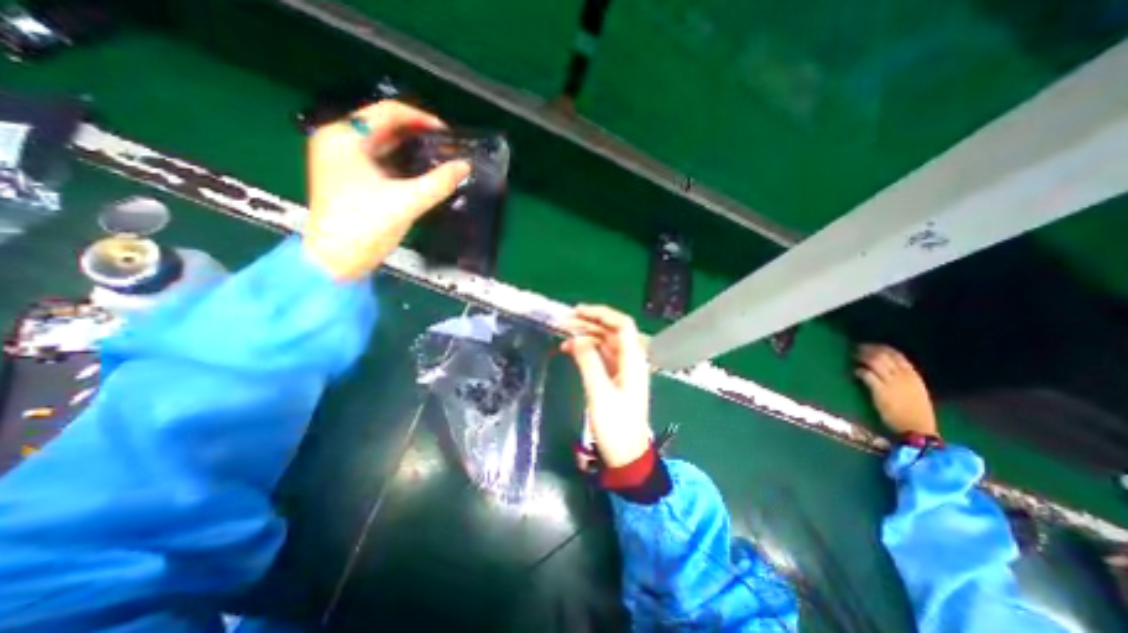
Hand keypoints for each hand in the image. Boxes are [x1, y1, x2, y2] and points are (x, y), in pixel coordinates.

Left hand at [301, 102, 468, 279]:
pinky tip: (422, 173)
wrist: (336, 260)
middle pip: (385, 126)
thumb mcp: (406, 202)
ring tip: (440, 159)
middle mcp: (339, 142)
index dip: (421, 119)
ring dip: (412, 150)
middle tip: (447, 147)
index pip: (388, 112)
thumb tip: (464, 167)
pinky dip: (402, 164)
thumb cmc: (364, 226)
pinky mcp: (349, 179)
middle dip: (418, 135)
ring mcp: (342, 161)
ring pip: (384, 144)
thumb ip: (439, 182)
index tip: (447, 133)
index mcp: (344, 138)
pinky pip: (381, 162)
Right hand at [562, 303, 651, 466]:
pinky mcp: (614, 378)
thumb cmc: (616, 426)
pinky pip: (600, 356)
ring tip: (563, 332)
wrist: (626, 455)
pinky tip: (570, 349)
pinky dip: (586, 349)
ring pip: (605, 342)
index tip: (579, 311)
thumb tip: (576, 339)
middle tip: (565, 320)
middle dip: (590, 322)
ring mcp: (622, 369)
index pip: (622, 325)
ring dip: (586, 334)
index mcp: (633, 360)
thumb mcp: (600, 393)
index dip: (602, 314)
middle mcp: (629, 360)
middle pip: (611, 331)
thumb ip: (589, 362)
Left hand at [855, 344, 943, 437]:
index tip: (870, 345)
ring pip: (874, 362)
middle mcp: (903, 376)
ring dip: (861, 357)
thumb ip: (904, 378)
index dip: (881, 347)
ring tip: (853, 356)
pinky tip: (855, 372)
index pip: (896, 354)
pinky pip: (867, 375)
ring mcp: (892, 383)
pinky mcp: (880, 391)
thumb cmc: (916, 411)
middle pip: (883, 355)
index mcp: (913, 376)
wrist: (917, 428)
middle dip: (868, 349)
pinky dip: (859, 371)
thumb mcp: (916, 390)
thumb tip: (889, 367)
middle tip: (857, 348)